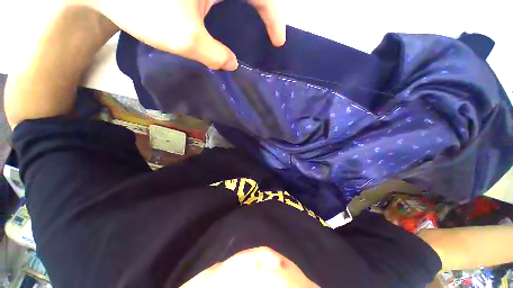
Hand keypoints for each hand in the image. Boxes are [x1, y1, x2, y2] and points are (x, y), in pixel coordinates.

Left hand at [92, 0, 285, 70]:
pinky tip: (227, 16)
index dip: (274, 19)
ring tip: (254, 28)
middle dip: (265, 12)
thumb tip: (231, 64)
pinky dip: (229, 5)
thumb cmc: (139, 3)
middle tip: (269, 35)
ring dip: (249, 8)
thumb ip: (214, 55)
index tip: (278, 42)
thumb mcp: (185, 38)